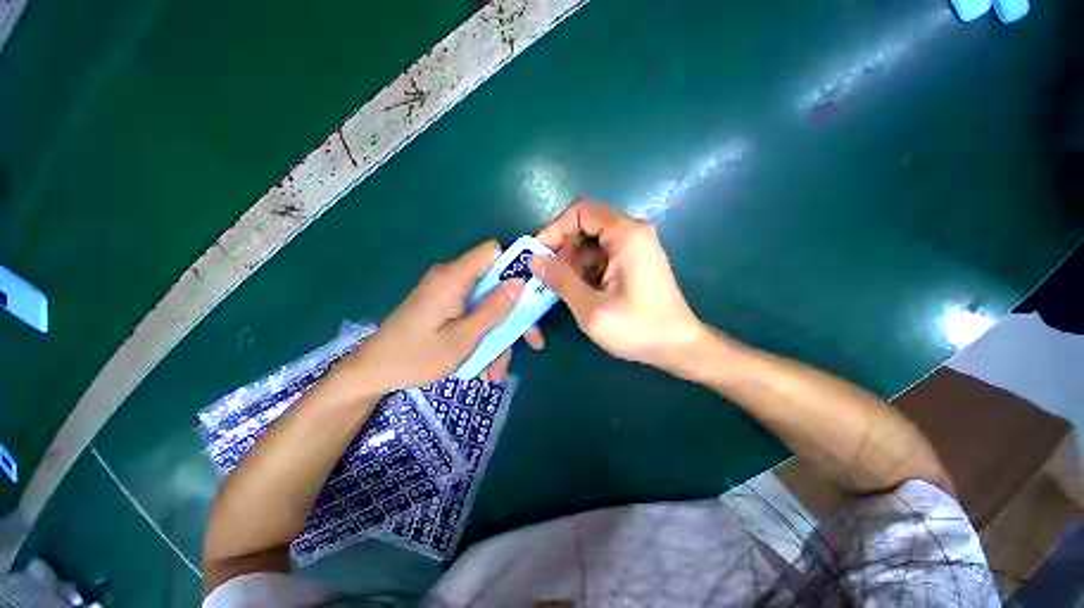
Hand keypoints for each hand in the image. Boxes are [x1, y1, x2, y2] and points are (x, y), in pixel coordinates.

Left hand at [340, 241, 542, 394]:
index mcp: (453, 279)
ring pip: (487, 304)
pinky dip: (483, 335)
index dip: (517, 266)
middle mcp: (451, 278)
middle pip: (496, 284)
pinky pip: (473, 313)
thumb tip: (520, 283)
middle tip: (530, 342)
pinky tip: (483, 364)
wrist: (373, 372)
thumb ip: (493, 309)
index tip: (535, 290)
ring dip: (498, 334)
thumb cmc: (415, 357)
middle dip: (514, 314)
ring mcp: (448, 292)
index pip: (493, 252)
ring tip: (495, 369)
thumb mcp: (462, 339)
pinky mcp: (445, 304)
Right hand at [532, 199, 704, 369]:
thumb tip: (535, 261)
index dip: (555, 229)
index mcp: (625, 235)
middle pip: (585, 226)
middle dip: (563, 250)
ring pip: (591, 244)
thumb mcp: (591, 308)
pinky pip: (601, 256)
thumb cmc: (637, 328)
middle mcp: (632, 233)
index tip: (539, 255)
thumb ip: (561, 280)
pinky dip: (586, 270)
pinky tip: (582, 292)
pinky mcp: (634, 261)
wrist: (678, 346)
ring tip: (565, 290)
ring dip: (573, 264)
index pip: (580, 211)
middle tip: (550, 278)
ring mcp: (634, 247)